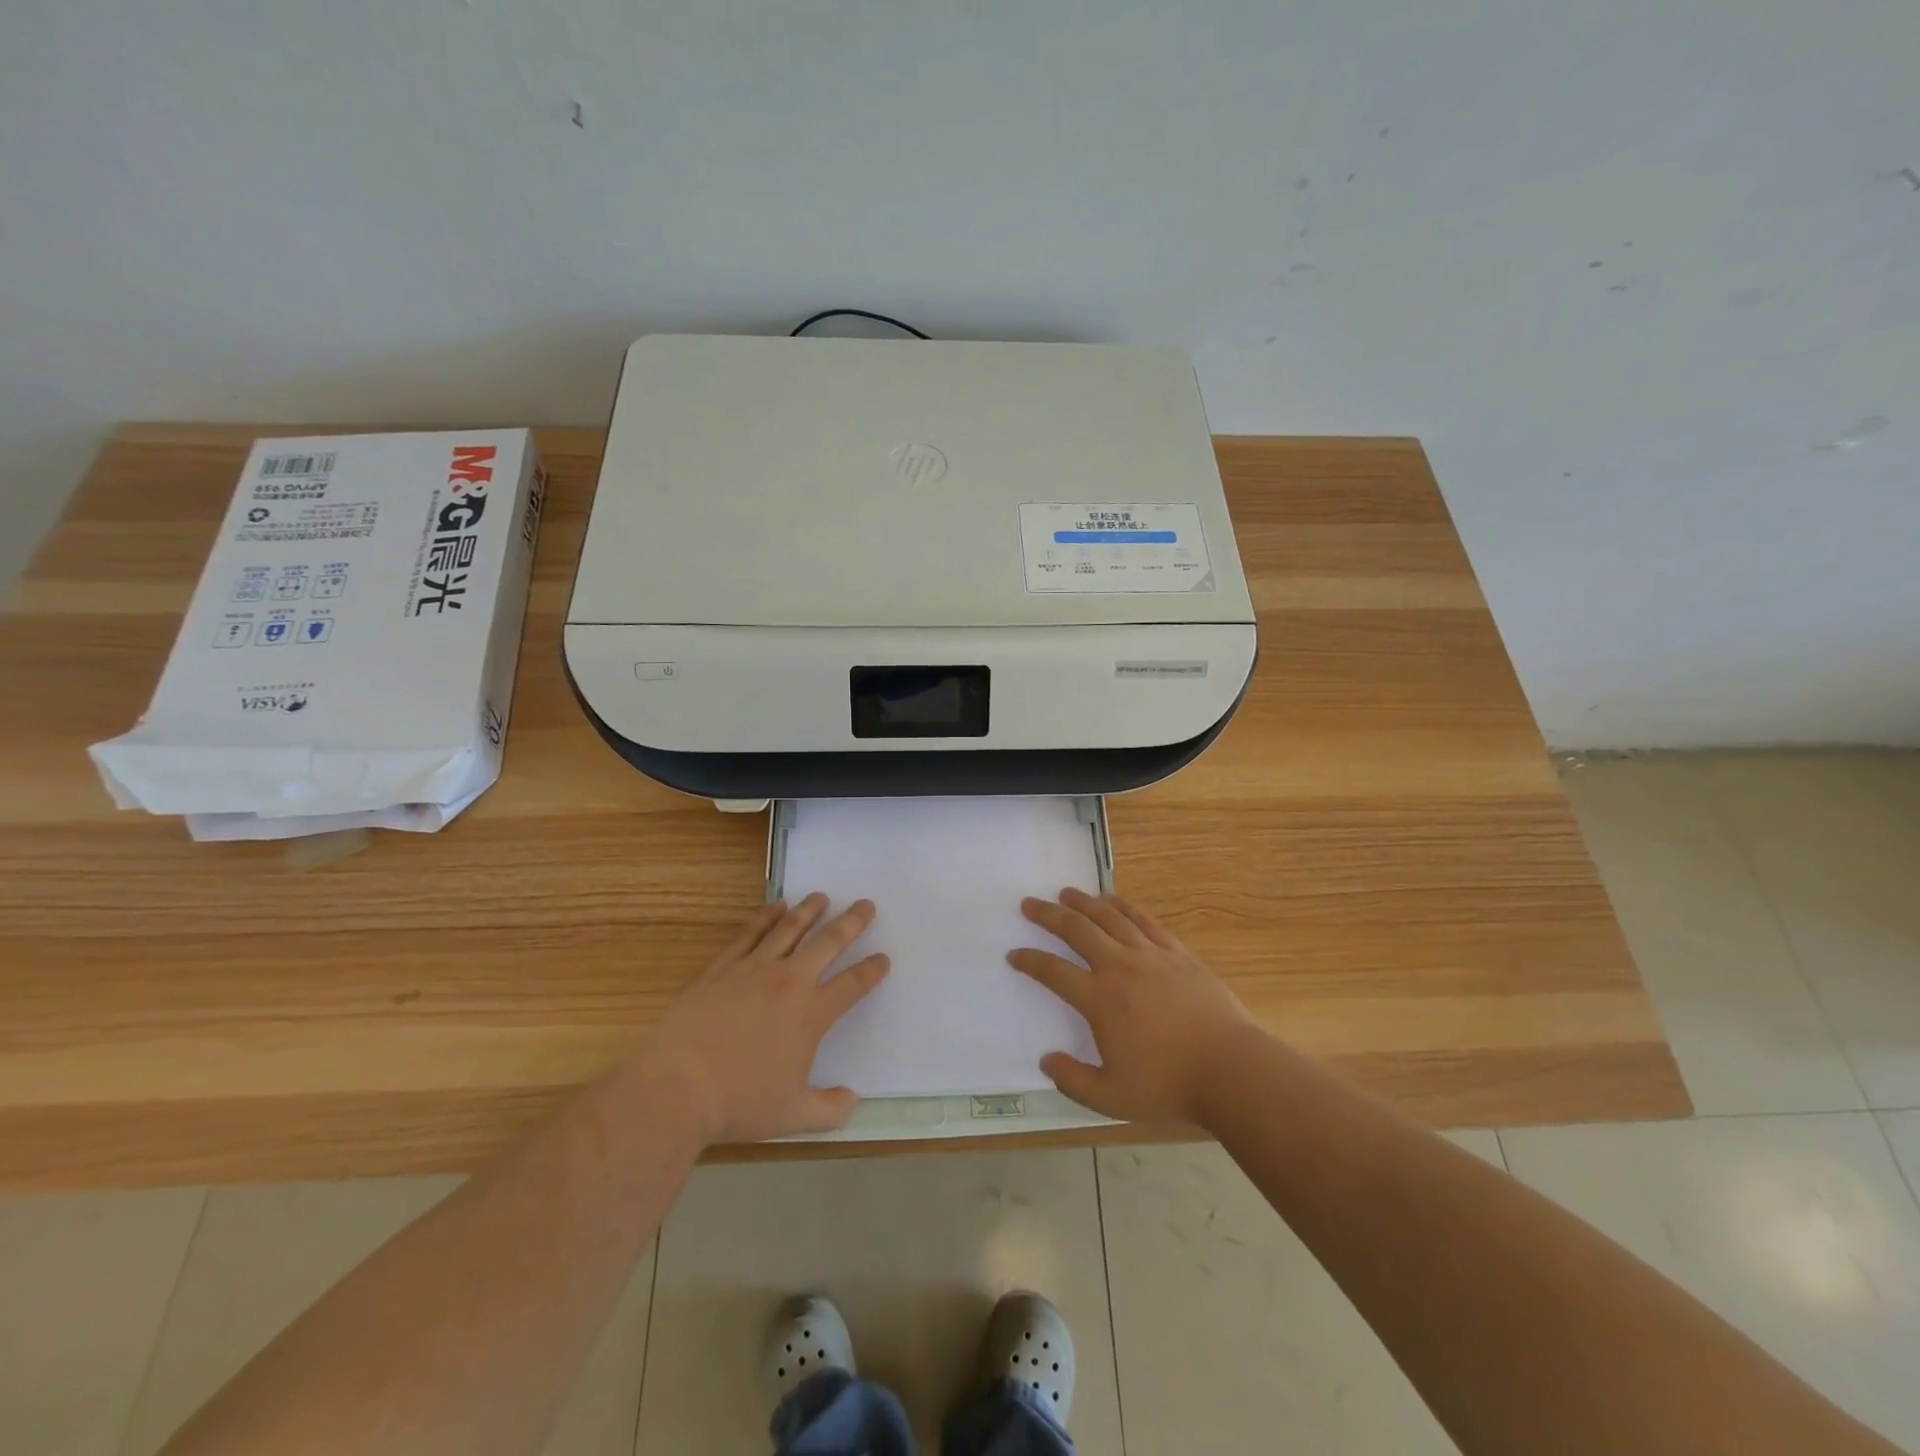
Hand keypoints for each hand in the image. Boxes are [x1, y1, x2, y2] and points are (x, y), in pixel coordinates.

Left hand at [643, 895, 888, 1142]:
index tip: (883, 958)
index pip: (852, 985)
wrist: (678, 1087)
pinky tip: (775, 906)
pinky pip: (749, 934)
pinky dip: (765, 916)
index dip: (871, 970)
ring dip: (809, 911)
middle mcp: (788, 983)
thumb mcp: (793, 1117)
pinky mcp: (722, 968)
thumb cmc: (740, 1103)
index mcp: (811, 1015)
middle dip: (851, 923)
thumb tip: (852, 1100)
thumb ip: (829, 1109)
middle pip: (827, 943)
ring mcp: (753, 970)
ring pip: (789, 930)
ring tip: (822, 896)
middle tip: (865, 904)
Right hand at [1009, 888, 1254, 1123]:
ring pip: (1109, 917)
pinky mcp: (1177, 952)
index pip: (1054, 972)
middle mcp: (1120, 967)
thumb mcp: (1112, 1098)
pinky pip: (1143, 920)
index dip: (1030, 961)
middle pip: (1077, 930)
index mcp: (1100, 1000)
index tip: (1015, 954)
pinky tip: (1112, 900)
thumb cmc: (1169, 1085)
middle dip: (1049, 915)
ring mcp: (1150, 955)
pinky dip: (1123, 906)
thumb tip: (1046, 1061)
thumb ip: (1073, 1081)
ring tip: (1066, 893)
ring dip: (1084, 903)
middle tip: (1030, 904)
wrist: (1230, 1069)